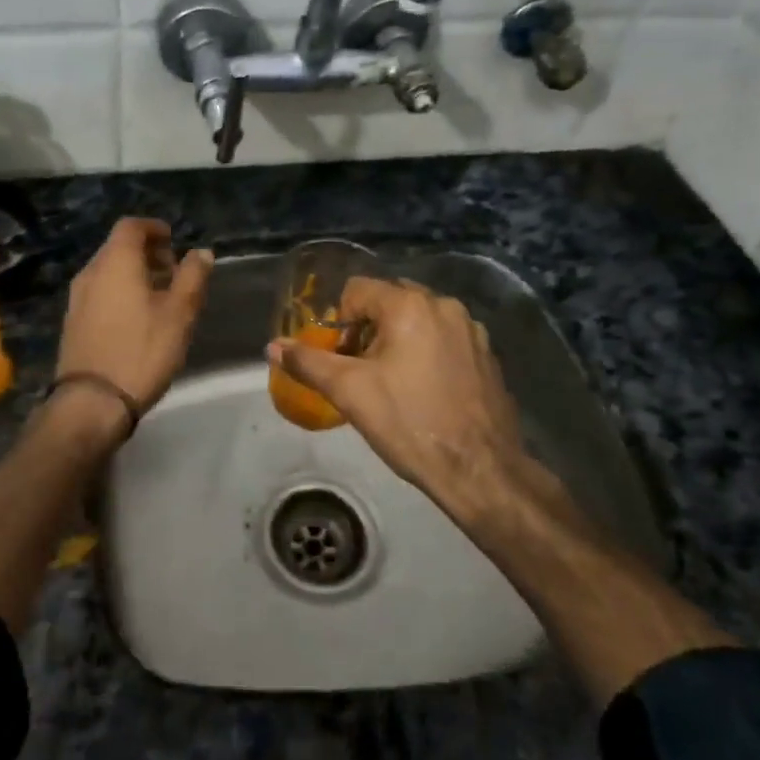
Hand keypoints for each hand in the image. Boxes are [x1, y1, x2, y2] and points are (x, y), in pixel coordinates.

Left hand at [57, 218, 212, 410]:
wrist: (92, 401)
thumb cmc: (142, 350)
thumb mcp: (179, 313)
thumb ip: (192, 277)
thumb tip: (201, 252)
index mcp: (115, 262)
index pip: (131, 226)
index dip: (154, 229)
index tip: (174, 242)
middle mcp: (91, 272)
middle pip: (118, 248)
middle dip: (146, 253)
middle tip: (173, 272)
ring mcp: (77, 298)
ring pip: (108, 272)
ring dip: (134, 274)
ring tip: (160, 298)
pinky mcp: (73, 322)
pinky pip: (100, 293)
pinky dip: (119, 293)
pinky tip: (137, 319)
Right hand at [268, 277, 566, 538]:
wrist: (479, 470)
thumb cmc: (408, 423)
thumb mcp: (349, 392)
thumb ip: (308, 363)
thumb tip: (273, 347)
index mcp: (410, 305)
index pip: (357, 290)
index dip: (341, 322)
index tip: (342, 359)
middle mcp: (445, 306)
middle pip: (389, 301)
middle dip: (368, 329)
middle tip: (361, 371)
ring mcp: (472, 330)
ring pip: (418, 320)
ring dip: (397, 341)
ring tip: (391, 384)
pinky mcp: (487, 355)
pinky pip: (444, 339)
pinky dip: (426, 353)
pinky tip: (424, 392)